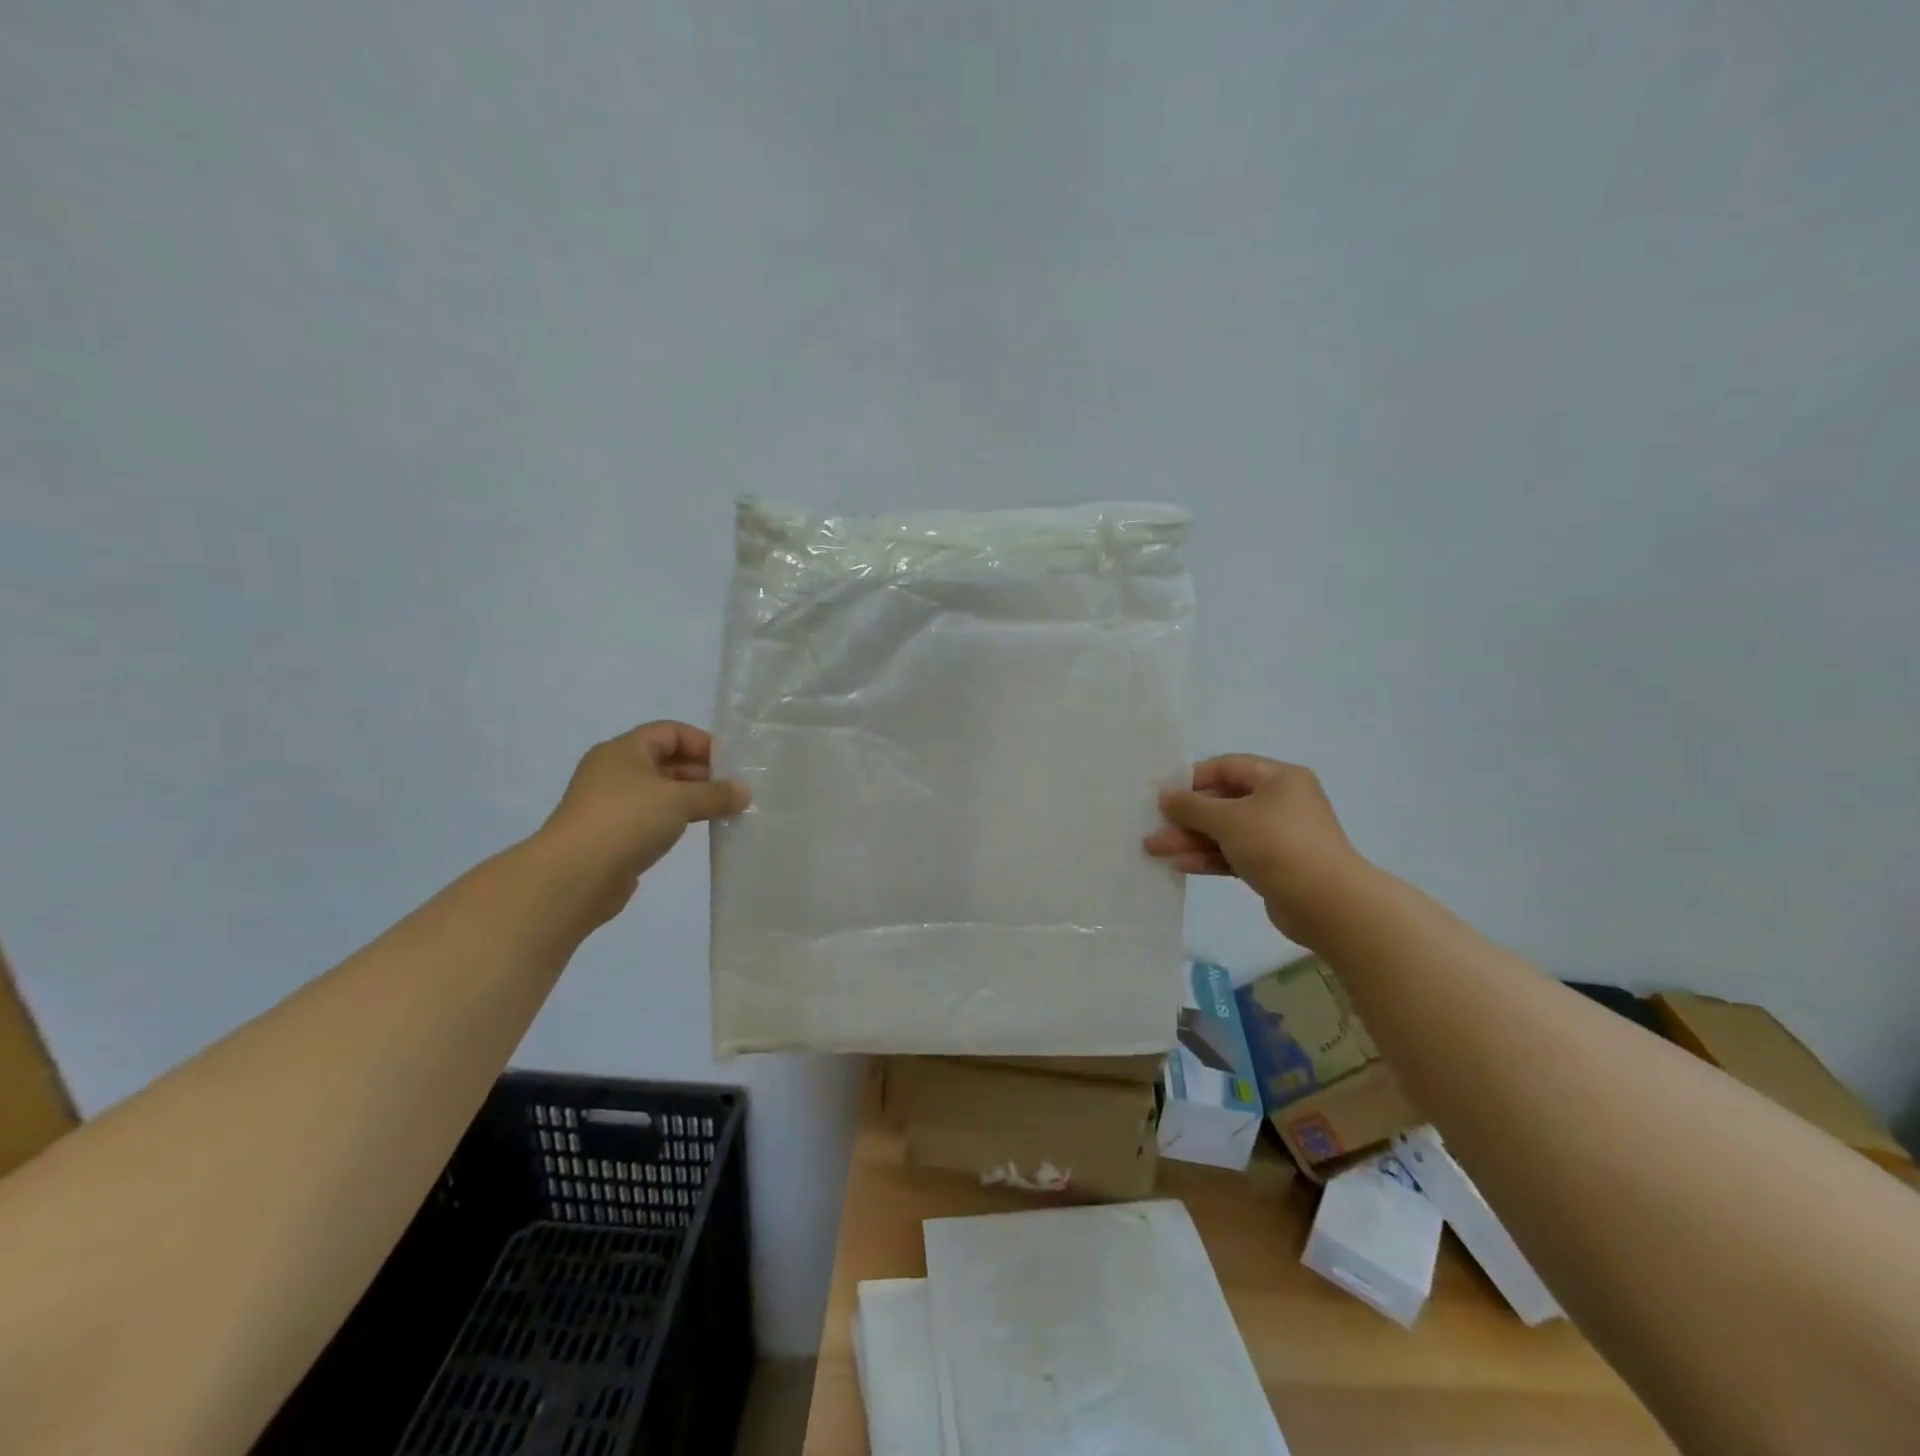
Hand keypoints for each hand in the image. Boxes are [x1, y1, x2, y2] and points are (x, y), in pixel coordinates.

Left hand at [539, 721, 748, 924]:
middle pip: (666, 761)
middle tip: (734, 790)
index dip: (702, 742)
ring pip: (660, 791)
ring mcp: (611, 804)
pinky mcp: (613, 834)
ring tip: (724, 811)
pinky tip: (697, 831)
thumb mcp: (679, 801)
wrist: (573, 877)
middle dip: (702, 772)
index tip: (731, 764)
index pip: (670, 732)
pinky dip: (676, 820)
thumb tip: (744, 791)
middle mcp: (615, 771)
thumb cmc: (626, 821)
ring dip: (691, 798)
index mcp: (624, 751)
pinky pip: (652, 817)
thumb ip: (715, 794)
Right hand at [1143, 755, 1368, 944]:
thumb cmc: (1279, 845)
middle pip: (1223, 801)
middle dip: (1186, 816)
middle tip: (1152, 826)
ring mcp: (1277, 836)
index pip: (1227, 767)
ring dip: (1190, 839)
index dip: (1192, 778)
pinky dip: (1208, 857)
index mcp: (1278, 779)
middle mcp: (1279, 802)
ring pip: (1225, 831)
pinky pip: (1233, 854)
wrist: (1329, 904)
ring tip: (1154, 850)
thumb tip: (1165, 797)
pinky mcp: (1272, 866)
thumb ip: (1192, 806)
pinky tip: (1179, 865)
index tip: (1162, 793)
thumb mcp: (1229, 819)